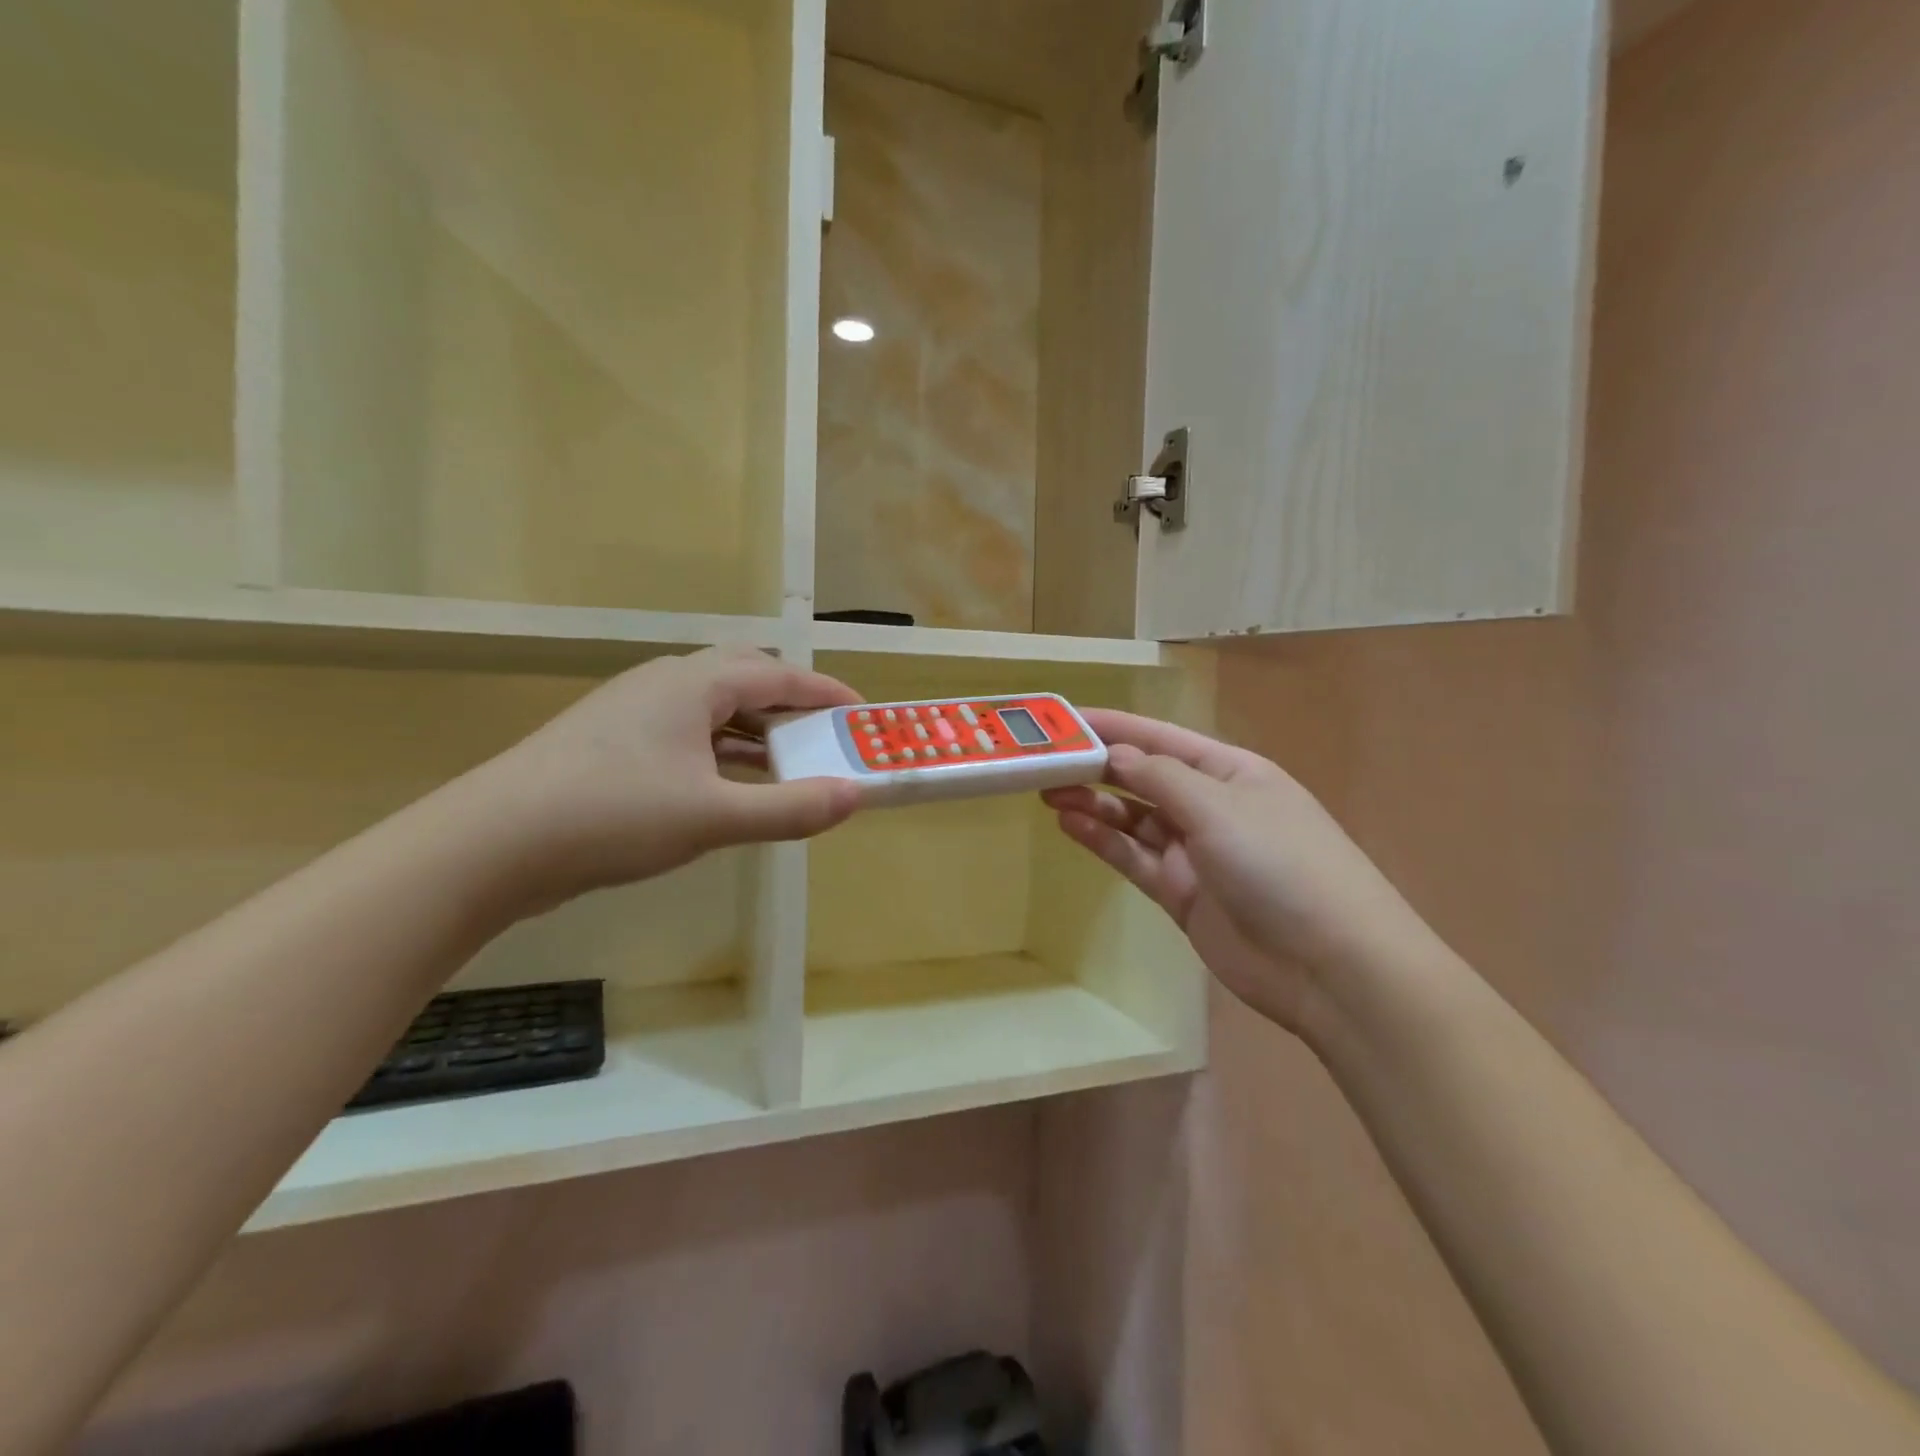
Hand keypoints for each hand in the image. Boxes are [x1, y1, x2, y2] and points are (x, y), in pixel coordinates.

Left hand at [468, 647, 861, 913]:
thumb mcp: (713, 817)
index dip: (825, 692)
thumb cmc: (613, 816)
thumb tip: (854, 796)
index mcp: (692, 684)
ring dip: (755, 731)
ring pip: (711, 708)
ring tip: (789, 764)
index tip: (862, 714)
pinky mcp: (611, 743)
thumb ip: (789, 808)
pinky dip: (721, 751)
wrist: (491, 844)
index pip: (777, 673)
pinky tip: (729, 786)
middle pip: (743, 678)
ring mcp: (632, 711)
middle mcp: (663, 684)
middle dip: (790, 705)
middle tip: (825, 736)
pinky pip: (685, 734)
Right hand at [1043, 711, 1445, 1033]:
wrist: (1329, 966)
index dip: (1114, 726)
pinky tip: (1070, 826)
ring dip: (1094, 804)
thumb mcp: (1220, 807)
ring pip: (1133, 819)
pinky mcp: (1181, 894)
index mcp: (1231, 772)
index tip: (1065, 719)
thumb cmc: (1281, 864)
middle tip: (1044, 761)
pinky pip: (1134, 858)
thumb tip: (1115, 754)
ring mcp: (1195, 852)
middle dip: (1097, 766)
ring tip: (1047, 792)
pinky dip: (1103, 841)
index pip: (1161, 738)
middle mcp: (1211, 806)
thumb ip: (1160, 778)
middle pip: (1144, 777)